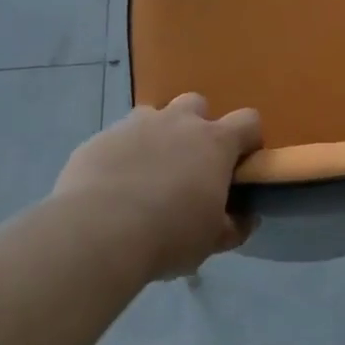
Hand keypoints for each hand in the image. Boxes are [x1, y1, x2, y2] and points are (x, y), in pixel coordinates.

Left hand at [53, 93, 261, 281]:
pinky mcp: (100, 138)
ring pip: (154, 117)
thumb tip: (245, 218)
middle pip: (197, 104)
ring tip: (147, 175)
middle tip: (189, 166)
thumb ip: (233, 225)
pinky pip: (118, 139)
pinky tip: (112, 188)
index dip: (248, 140)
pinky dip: (122, 155)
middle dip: (197, 127)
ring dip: (157, 137)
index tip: (239, 166)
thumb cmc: (169, 234)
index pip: (248, 121)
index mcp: (214, 142)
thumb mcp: (212, 240)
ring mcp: (136, 125)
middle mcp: (178, 122)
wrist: (96, 232)